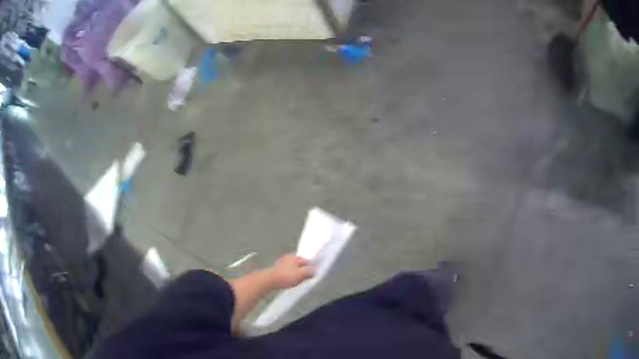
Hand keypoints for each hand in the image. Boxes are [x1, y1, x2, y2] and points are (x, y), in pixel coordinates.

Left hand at [267, 253, 313, 288]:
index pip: (307, 260)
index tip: (315, 273)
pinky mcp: (277, 269)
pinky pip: (287, 270)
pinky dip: (290, 274)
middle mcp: (288, 257)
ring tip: (299, 279)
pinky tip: (290, 279)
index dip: (312, 266)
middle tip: (308, 276)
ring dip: (297, 271)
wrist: (269, 280)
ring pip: (293, 266)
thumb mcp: (301, 274)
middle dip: (304, 268)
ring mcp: (282, 262)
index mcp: (295, 256)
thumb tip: (317, 269)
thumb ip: (309, 271)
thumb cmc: (286, 276)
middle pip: (300, 262)